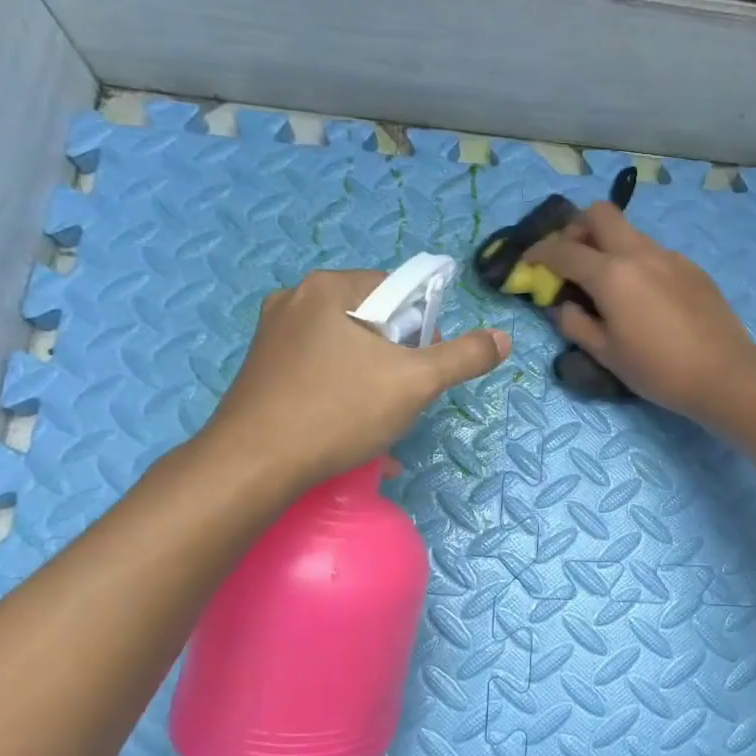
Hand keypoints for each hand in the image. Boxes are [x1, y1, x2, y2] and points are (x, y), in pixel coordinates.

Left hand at [198, 270, 508, 489]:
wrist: (252, 466)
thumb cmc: (338, 411)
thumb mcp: (415, 383)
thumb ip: (463, 357)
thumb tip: (503, 338)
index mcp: (328, 288)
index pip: (398, 289)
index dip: (423, 328)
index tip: (424, 368)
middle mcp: (295, 301)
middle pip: (373, 320)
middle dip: (398, 358)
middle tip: (404, 396)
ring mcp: (272, 336)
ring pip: (347, 349)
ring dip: (374, 380)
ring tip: (379, 420)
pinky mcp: (262, 370)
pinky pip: (320, 371)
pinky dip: (343, 392)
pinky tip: (351, 429)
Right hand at [524, 203, 755, 420]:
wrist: (723, 374)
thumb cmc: (658, 370)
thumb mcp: (606, 354)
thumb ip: (575, 324)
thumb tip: (562, 305)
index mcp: (612, 275)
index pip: (564, 251)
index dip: (539, 253)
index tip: (529, 261)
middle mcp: (640, 253)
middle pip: (600, 214)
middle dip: (577, 228)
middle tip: (572, 258)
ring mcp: (670, 257)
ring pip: (630, 232)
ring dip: (609, 245)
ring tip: (608, 283)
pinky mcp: (692, 268)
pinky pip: (654, 253)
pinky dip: (637, 262)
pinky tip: (644, 297)